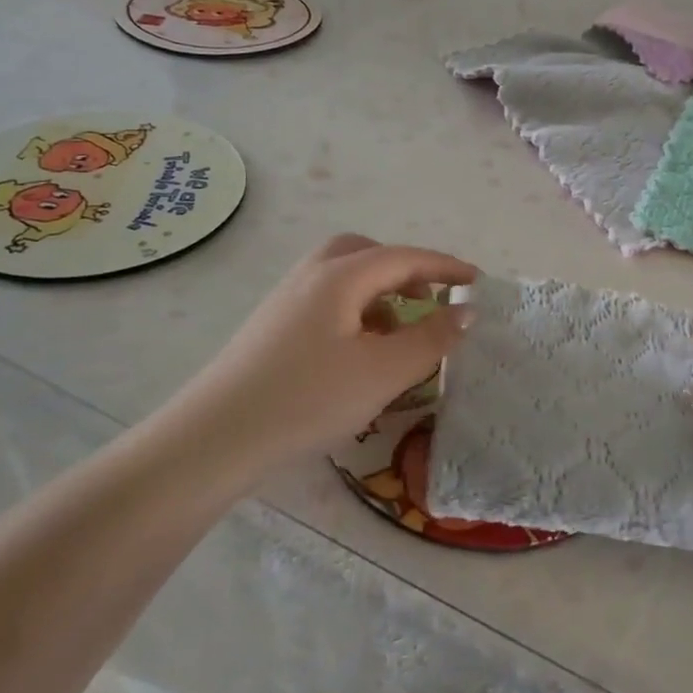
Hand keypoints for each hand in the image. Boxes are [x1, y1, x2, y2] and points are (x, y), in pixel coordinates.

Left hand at [170, 234, 477, 472]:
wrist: (215, 438)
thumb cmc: (307, 399)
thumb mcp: (383, 372)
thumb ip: (430, 339)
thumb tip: (466, 312)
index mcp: (340, 276)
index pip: (404, 258)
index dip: (444, 267)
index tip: (477, 280)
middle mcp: (311, 276)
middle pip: (366, 254)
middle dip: (404, 271)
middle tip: (429, 300)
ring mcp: (286, 300)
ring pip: (344, 278)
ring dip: (379, 293)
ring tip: (400, 331)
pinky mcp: (272, 327)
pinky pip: (327, 301)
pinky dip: (356, 312)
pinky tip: (360, 353)